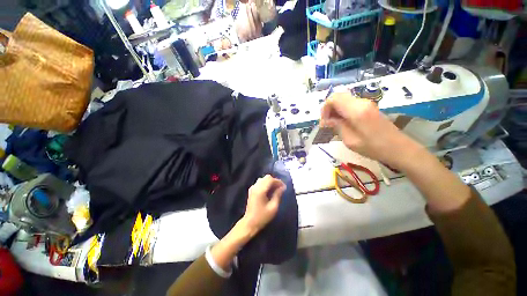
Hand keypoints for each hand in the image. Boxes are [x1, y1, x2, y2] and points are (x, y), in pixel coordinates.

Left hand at [241, 175, 285, 235]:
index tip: (284, 187)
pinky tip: (269, 191)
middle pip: (266, 177)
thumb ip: (278, 195)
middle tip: (280, 188)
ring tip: (276, 189)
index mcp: (260, 190)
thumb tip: (282, 187)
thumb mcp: (273, 207)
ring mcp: (252, 188)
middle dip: (274, 181)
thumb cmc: (262, 217)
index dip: (278, 181)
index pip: (270, 179)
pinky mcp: (251, 190)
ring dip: (270, 182)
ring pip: (263, 179)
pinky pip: (259, 182)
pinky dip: (265, 184)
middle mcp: (255, 186)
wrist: (249, 223)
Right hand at [320, 92, 423, 169]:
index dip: (325, 109)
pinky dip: (342, 111)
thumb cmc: (373, 147)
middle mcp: (361, 102)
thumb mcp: (350, 140)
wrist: (398, 148)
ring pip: (343, 100)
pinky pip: (350, 104)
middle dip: (329, 109)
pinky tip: (342, 123)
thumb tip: (325, 121)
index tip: (323, 122)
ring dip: (335, 110)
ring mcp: (366, 103)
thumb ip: (337, 127)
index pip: (334, 99)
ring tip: (333, 124)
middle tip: (327, 123)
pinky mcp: (369, 107)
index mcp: (356, 110)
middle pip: (338, 97)